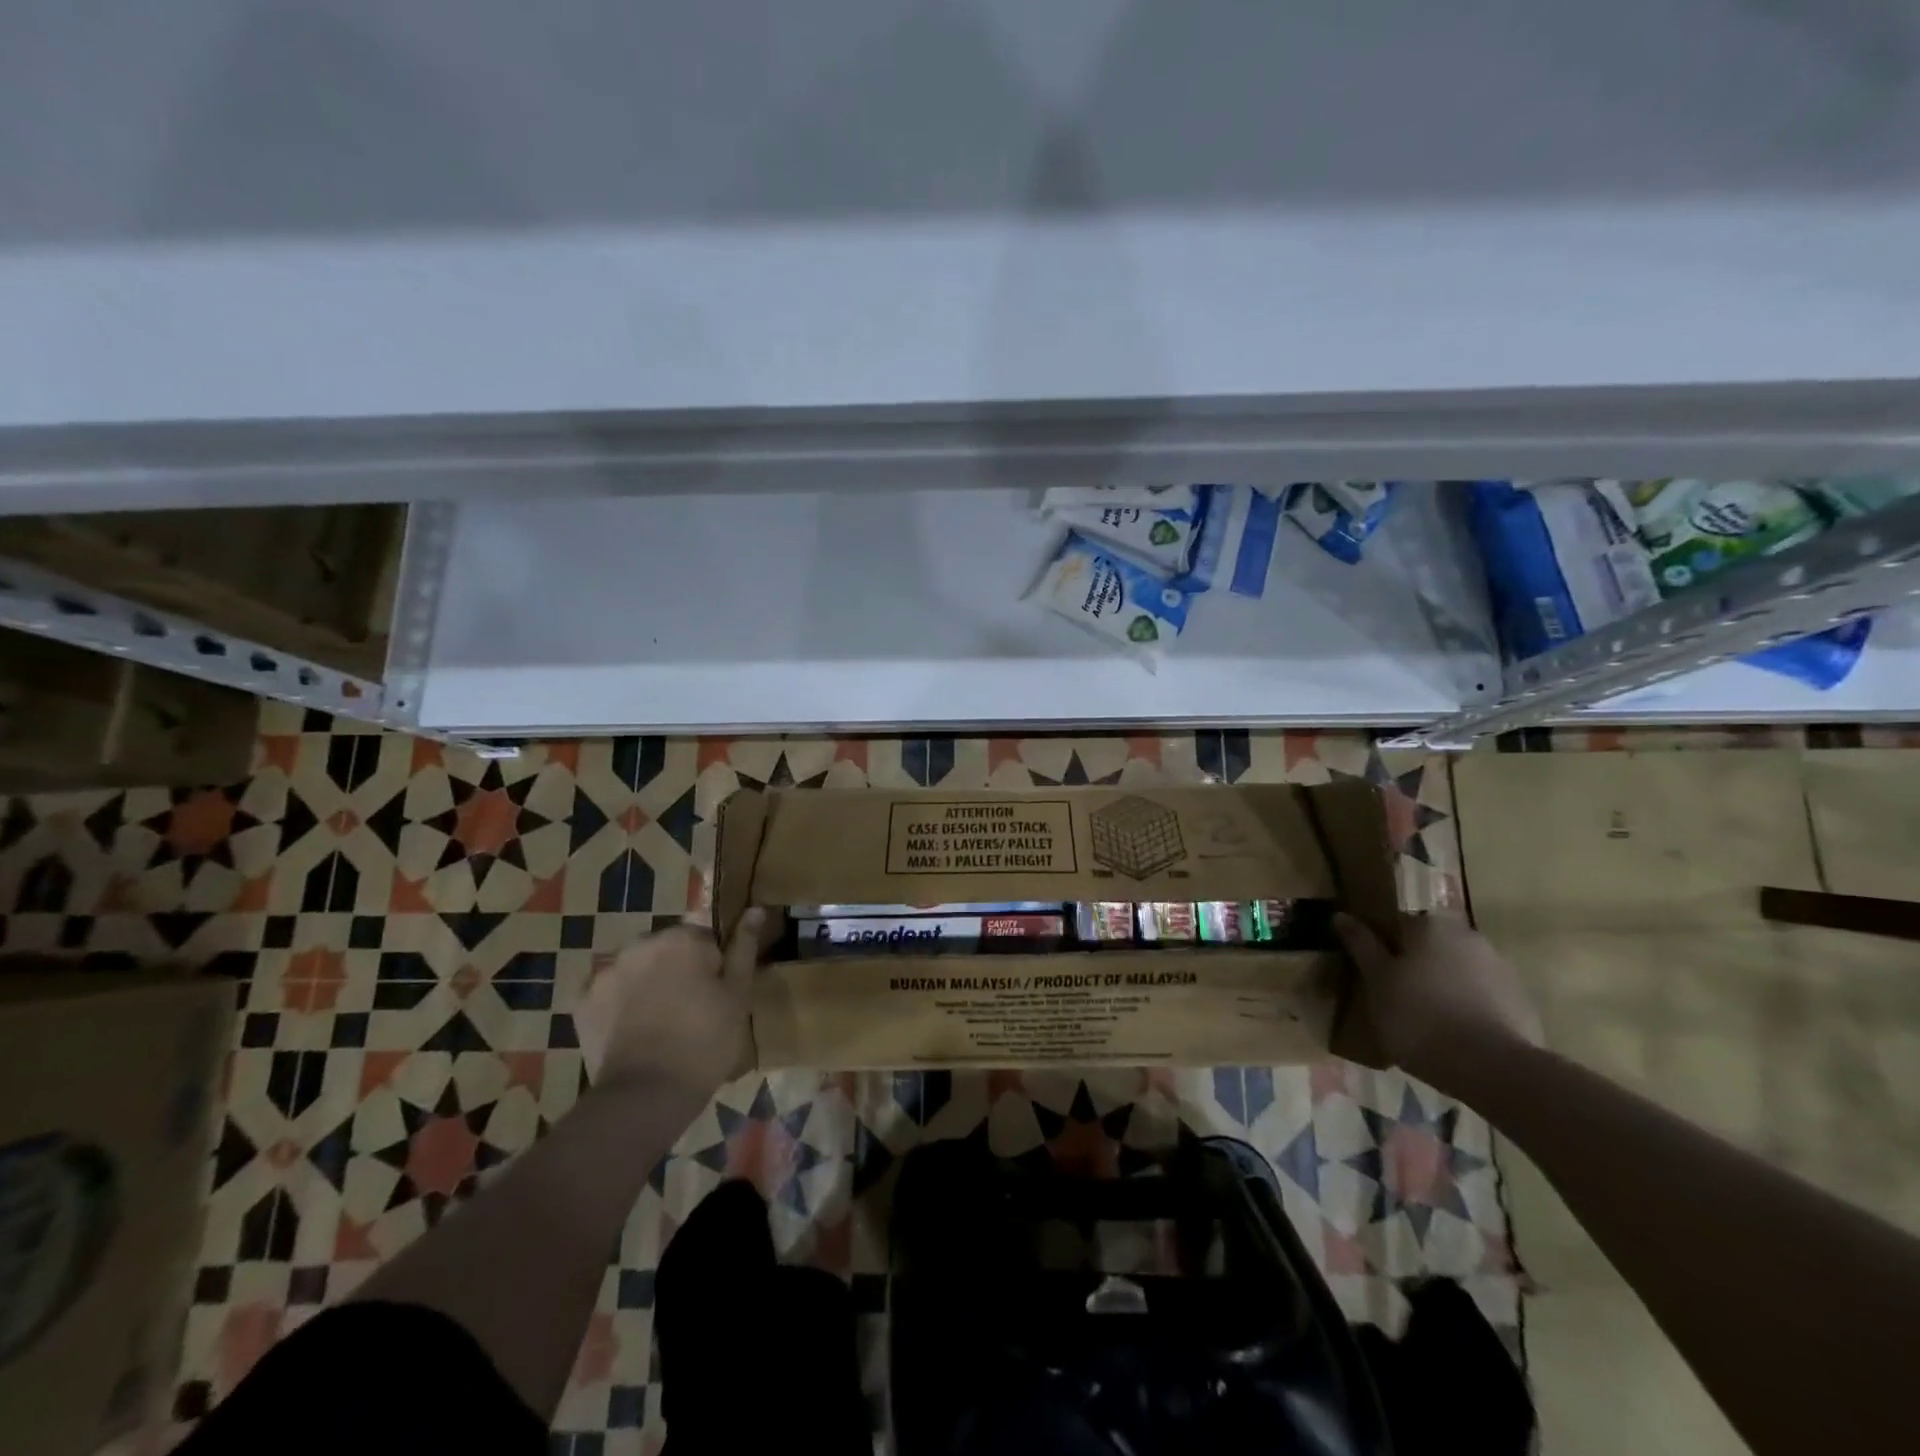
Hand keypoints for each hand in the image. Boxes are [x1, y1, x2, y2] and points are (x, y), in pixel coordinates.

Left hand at [577, 911, 765, 1099]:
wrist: (646, 1094)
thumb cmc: (705, 1041)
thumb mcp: (738, 995)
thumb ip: (744, 947)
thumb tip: (755, 909)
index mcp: (682, 938)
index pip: (704, 938)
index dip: (713, 966)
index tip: (716, 995)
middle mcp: (641, 944)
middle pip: (667, 950)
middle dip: (678, 970)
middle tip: (691, 1011)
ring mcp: (607, 972)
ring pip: (637, 969)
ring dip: (648, 984)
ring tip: (660, 1025)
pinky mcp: (582, 1002)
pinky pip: (608, 993)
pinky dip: (619, 1005)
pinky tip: (632, 1032)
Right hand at [1332, 911, 1542, 1095]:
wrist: (1493, 1069)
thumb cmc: (1419, 1016)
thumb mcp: (1376, 980)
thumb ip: (1361, 945)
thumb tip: (1341, 915)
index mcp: (1430, 924)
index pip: (1397, 922)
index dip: (1382, 945)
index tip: (1372, 970)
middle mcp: (1468, 935)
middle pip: (1430, 944)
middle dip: (1414, 963)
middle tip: (1395, 995)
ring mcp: (1500, 968)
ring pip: (1457, 969)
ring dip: (1442, 984)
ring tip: (1425, 1020)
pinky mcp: (1521, 1000)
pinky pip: (1482, 995)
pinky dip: (1466, 1005)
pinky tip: (1455, 1034)